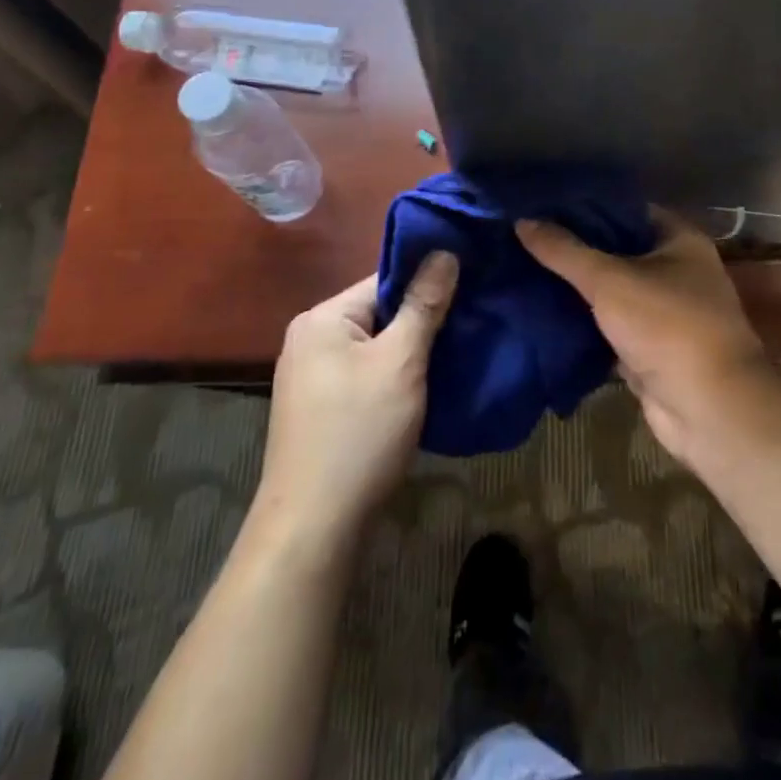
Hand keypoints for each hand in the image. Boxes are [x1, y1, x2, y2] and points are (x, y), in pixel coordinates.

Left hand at [255, 252, 457, 541]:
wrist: (312, 528)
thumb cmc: (358, 434)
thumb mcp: (401, 362)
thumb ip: (424, 305)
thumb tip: (445, 251)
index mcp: (322, 317)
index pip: (384, 280)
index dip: (428, 285)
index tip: (470, 292)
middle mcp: (310, 338)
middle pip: (379, 313)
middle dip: (421, 322)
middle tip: (470, 327)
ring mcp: (311, 376)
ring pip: (374, 347)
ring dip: (410, 353)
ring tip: (455, 355)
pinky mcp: (319, 408)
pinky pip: (364, 374)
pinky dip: (393, 377)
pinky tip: (424, 388)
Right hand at [516, 210, 771, 459]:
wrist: (709, 409)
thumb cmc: (667, 327)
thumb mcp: (609, 280)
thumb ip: (565, 251)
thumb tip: (523, 220)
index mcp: (678, 239)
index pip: (624, 210)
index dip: (585, 207)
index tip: (542, 206)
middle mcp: (676, 269)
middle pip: (616, 250)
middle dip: (574, 249)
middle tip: (525, 239)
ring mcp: (664, 311)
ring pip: (611, 291)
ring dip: (576, 288)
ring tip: (524, 270)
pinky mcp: (650, 348)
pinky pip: (609, 326)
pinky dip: (582, 323)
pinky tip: (542, 312)